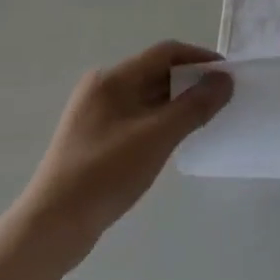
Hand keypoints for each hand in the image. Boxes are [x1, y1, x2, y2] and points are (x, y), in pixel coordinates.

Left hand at [11, 42, 232, 272]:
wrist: (52, 226)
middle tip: (221, 101)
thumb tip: (225, 79)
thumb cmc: (106, 173)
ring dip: (178, 104)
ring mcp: (96, 115)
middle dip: (191, 82)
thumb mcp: (158, 136)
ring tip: (204, 121)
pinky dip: (161, 121)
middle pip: (157, 72)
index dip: (200, 59)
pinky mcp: (95, 140)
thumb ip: (195, 105)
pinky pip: (138, 118)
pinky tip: (175, 140)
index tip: (227, 77)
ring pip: (148, 97)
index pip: (166, 53)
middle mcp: (102, 89)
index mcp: (112, 79)